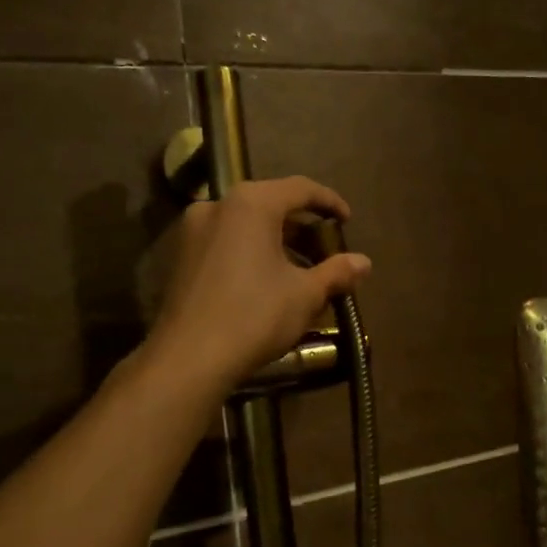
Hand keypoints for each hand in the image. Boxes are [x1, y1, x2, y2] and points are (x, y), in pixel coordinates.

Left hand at [147, 176, 371, 392]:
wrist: (189, 358)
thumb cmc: (255, 315)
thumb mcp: (305, 294)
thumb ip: (337, 272)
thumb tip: (364, 262)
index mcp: (252, 204)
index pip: (300, 188)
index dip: (329, 201)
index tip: (347, 220)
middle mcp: (219, 205)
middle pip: (271, 204)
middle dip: (302, 226)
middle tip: (326, 248)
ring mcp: (194, 230)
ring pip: (247, 224)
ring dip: (277, 241)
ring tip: (301, 269)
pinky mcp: (181, 256)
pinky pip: (227, 241)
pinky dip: (251, 251)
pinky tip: (268, 280)